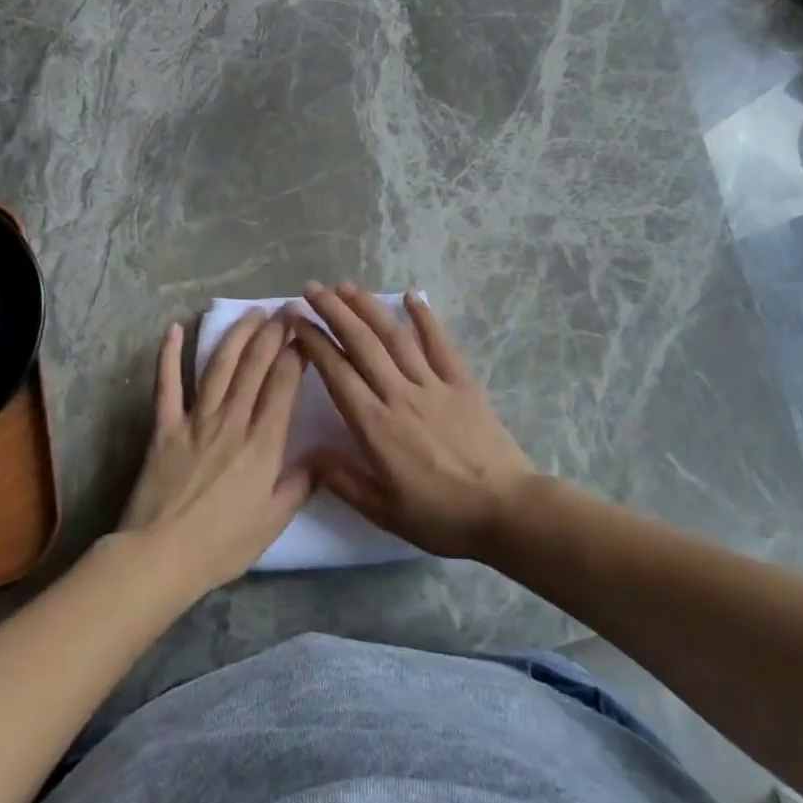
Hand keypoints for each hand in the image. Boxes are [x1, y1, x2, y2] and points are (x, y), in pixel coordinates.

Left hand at [119, 313, 310, 591]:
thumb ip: (300, 485)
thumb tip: (322, 458)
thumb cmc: (222, 545)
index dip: (296, 353)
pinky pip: (167, 384)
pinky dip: (170, 355)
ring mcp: (196, 420)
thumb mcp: (274, 522)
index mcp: (263, 443)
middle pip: (255, 365)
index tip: (306, 331)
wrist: (160, 558)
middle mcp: (232, 421)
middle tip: (286, 310)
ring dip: (238, 335)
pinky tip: (176, 329)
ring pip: (220, 366)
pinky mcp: (164, 427)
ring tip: (253, 313)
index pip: (283, 384)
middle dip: (274, 333)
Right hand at [289, 283, 536, 558]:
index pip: (336, 373)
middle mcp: (400, 395)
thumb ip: (343, 479)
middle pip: (361, 344)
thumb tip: (309, 452)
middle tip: (311, 289)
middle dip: (334, 312)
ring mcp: (433, 384)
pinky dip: (424, 317)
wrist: (505, 509)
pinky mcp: (462, 382)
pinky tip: (410, 296)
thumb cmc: (441, 516)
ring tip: (346, 286)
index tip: (296, 319)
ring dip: (369, 308)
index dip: (314, 342)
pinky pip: (440, 343)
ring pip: (395, 337)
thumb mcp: (383, 511)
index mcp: (375, 426)